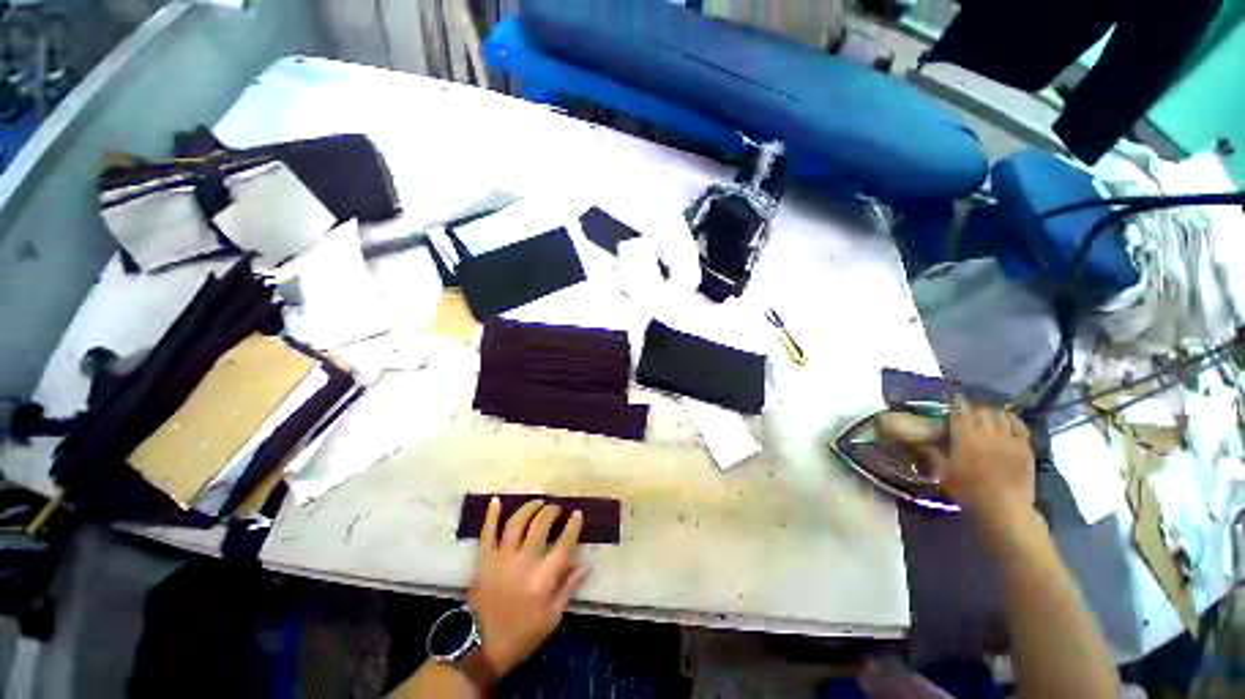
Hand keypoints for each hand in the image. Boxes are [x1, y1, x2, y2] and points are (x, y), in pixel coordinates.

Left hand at [468, 498, 586, 680]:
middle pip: (540, 526)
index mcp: (543, 579)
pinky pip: (487, 532)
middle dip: (551, 512)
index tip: (577, 514)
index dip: (573, 526)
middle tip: (556, 508)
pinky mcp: (483, 561)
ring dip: (529, 508)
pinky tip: (496, 500)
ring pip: (516, 523)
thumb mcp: (551, 619)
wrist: (479, 649)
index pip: (564, 544)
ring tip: (537, 503)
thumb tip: (584, 564)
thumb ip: (568, 589)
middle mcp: (523, 563)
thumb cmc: (520, 636)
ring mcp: (501, 559)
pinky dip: (491, 515)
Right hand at [923, 395, 1034, 523]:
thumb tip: (921, 442)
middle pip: (982, 411)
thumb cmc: (969, 491)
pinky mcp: (1025, 448)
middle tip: (969, 411)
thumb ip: (933, 455)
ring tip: (988, 414)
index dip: (957, 403)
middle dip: (975, 408)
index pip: (960, 412)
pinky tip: (1009, 420)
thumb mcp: (943, 474)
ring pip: (1001, 416)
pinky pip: (1020, 426)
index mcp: (965, 437)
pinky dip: (1013, 420)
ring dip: (993, 412)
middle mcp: (987, 433)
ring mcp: (1009, 439)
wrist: (1005, 508)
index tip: (955, 398)